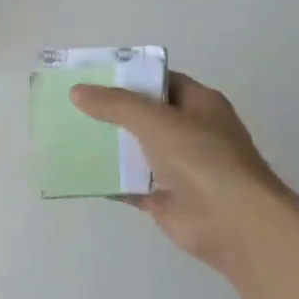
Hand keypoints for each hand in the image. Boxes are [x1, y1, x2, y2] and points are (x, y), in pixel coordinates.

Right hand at [71, 74, 298, 272]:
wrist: (232, 222)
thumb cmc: (201, 158)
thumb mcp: (155, 120)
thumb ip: (115, 104)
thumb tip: (76, 91)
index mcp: (199, 105)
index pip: (160, 81)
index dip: (129, 76)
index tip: (92, 76)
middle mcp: (191, 132)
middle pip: (144, 115)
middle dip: (110, 111)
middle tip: (71, 105)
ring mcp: (179, 167)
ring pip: (135, 150)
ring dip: (107, 146)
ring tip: (66, 135)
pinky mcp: (165, 197)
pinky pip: (130, 183)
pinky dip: (108, 180)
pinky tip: (78, 172)